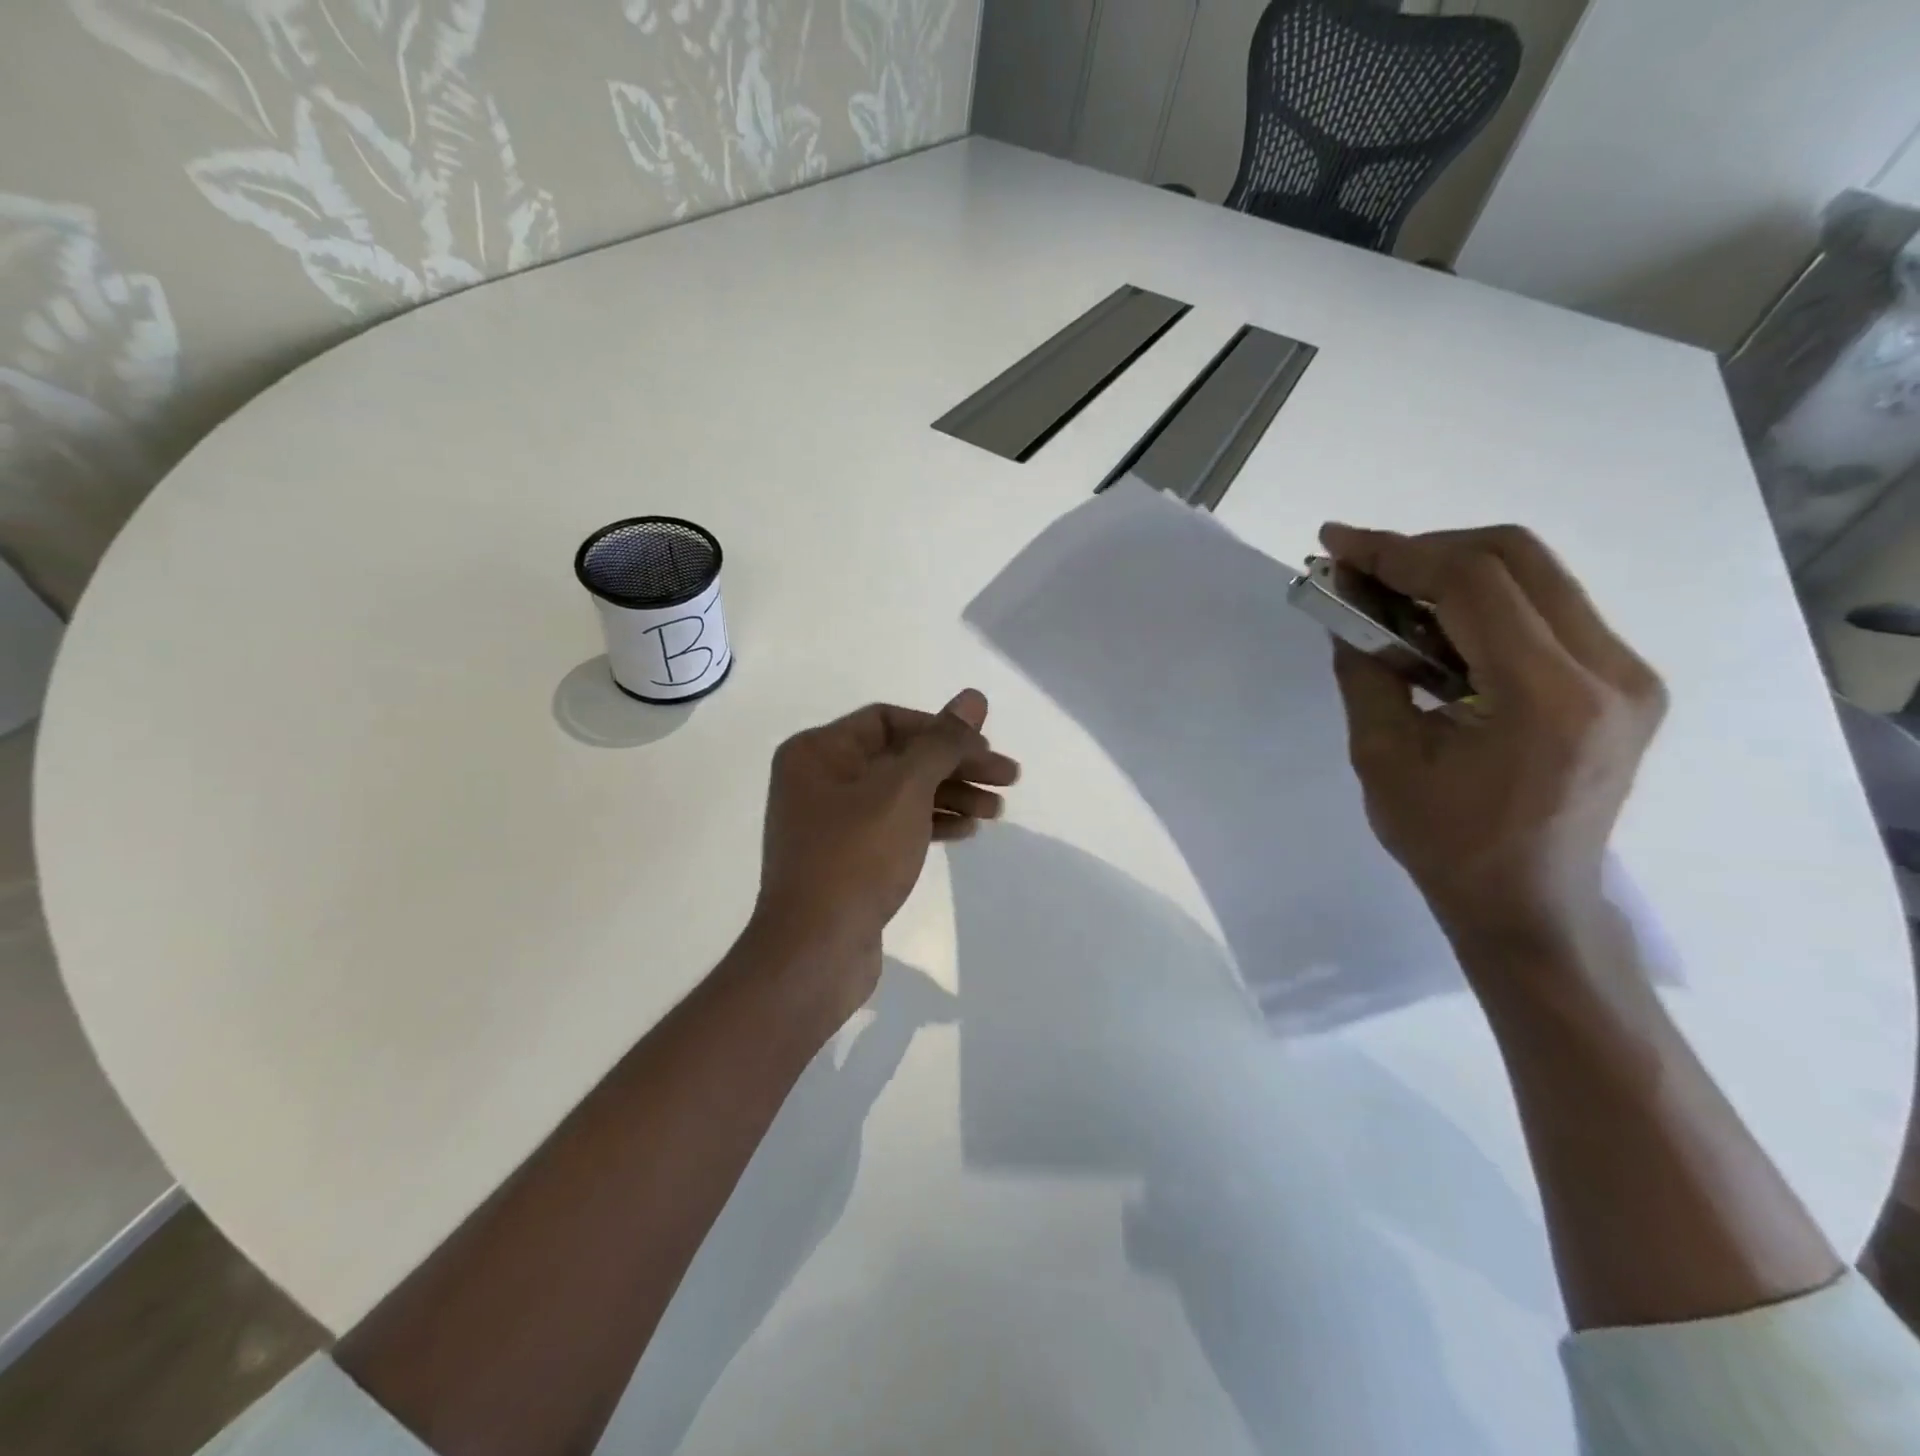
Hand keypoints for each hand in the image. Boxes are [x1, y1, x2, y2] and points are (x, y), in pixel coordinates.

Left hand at [749, 689, 1019, 1022]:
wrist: (815, 950)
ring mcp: (832, 822)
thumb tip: (974, 696)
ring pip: (902, 793)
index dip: (942, 730)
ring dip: (951, 795)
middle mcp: (820, 779)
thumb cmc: (856, 856)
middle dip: (956, 765)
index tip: (985, 749)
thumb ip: (943, 741)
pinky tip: (967, 831)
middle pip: (900, 757)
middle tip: (1009, 778)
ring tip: (997, 811)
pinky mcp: (847, 858)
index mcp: (818, 751)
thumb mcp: (904, 789)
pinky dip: (931, 823)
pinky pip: (895, 825)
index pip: (889, 720)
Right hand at [1321, 524, 1665, 961]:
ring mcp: (1628, 675)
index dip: (1397, 551)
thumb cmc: (1446, 842)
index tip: (1337, 545)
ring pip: (1537, 575)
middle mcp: (1609, 672)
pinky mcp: (1623, 682)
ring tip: (1388, 593)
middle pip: (1518, 557)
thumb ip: (1365, 671)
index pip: (1475, 583)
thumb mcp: (1382, 756)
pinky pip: (1549, 608)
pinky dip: (1483, 599)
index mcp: (1547, 699)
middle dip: (1426, 548)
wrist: (1529, 901)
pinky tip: (1434, 625)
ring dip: (1454, 570)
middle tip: (1361, 566)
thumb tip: (1344, 609)